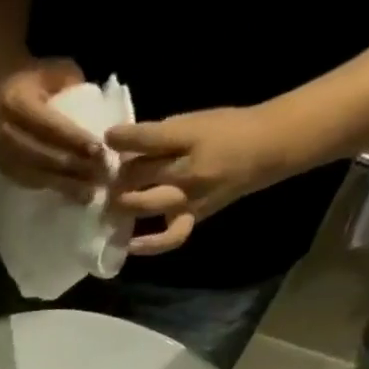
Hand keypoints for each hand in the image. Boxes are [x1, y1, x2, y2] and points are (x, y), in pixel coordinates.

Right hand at [0, 55, 105, 202]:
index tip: (101, 151)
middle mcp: (4, 133)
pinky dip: (54, 188)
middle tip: (102, 176)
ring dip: (66, 185)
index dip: (75, 141)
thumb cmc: (33, 76)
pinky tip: (73, 192)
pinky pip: (31, 183)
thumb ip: (74, 91)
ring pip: (37, 176)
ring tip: (91, 192)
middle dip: (74, 169)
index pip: (49, 127)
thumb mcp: (55, 71)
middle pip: (43, 158)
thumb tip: (97, 119)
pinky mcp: (4, 170)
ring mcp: (1, 156)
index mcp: (16, 103)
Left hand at [105, 106, 297, 254]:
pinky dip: (148, 245)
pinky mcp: (192, 218)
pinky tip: (129, 246)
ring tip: (111, 203)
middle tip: (104, 178)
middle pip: (141, 174)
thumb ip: (159, 135)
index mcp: (189, 136)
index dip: (124, 138)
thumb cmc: (224, 131)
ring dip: (124, 204)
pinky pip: (169, 237)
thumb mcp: (193, 122)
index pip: (150, 138)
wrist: (264, 149)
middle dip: (118, 176)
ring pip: (147, 204)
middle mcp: (187, 169)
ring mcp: (188, 198)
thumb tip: (121, 147)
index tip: (107, 137)